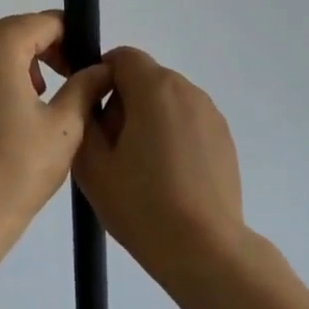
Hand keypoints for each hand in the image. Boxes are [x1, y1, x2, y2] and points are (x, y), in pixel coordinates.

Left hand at [0, 13, 110, 234]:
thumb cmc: (18, 167)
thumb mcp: (65, 124)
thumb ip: (86, 86)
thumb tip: (102, 67)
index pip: (44, 22)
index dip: (71, 38)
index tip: (86, 67)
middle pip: (16, 30)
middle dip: (46, 49)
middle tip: (70, 81)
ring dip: (21, 62)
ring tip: (42, 99)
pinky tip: (11, 115)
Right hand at [73, 47, 247, 286]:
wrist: (205, 250)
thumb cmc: (142, 205)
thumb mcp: (92, 164)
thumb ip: (84, 118)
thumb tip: (94, 100)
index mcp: (154, 87)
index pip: (122, 57)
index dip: (101, 78)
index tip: (94, 116)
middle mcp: (186, 89)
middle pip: (145, 78)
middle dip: (124, 102)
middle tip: (113, 151)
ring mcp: (210, 113)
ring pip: (167, 100)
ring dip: (149, 120)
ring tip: (142, 170)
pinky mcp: (224, 137)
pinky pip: (187, 121)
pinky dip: (173, 136)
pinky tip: (169, 180)